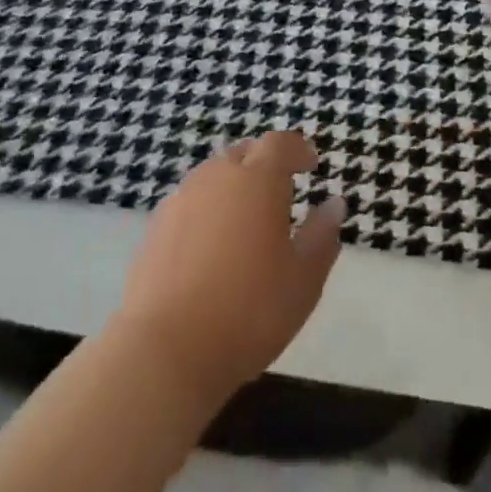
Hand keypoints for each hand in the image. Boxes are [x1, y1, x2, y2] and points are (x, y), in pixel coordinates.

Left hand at [114, 132, 344, 404]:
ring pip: (213, 175)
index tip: (311, 164)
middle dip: (264, 162)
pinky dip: (207, 208)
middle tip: (281, 187)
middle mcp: (217, 176)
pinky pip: (190, 201)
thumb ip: (321, 236)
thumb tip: (334, 204)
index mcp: (258, 179)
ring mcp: (181, 198)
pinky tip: (211, 243)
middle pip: (244, 153)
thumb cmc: (250, 311)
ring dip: (234, 184)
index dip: (297, 149)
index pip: (280, 143)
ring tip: (247, 216)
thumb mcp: (303, 279)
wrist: (167, 348)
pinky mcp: (156, 226)